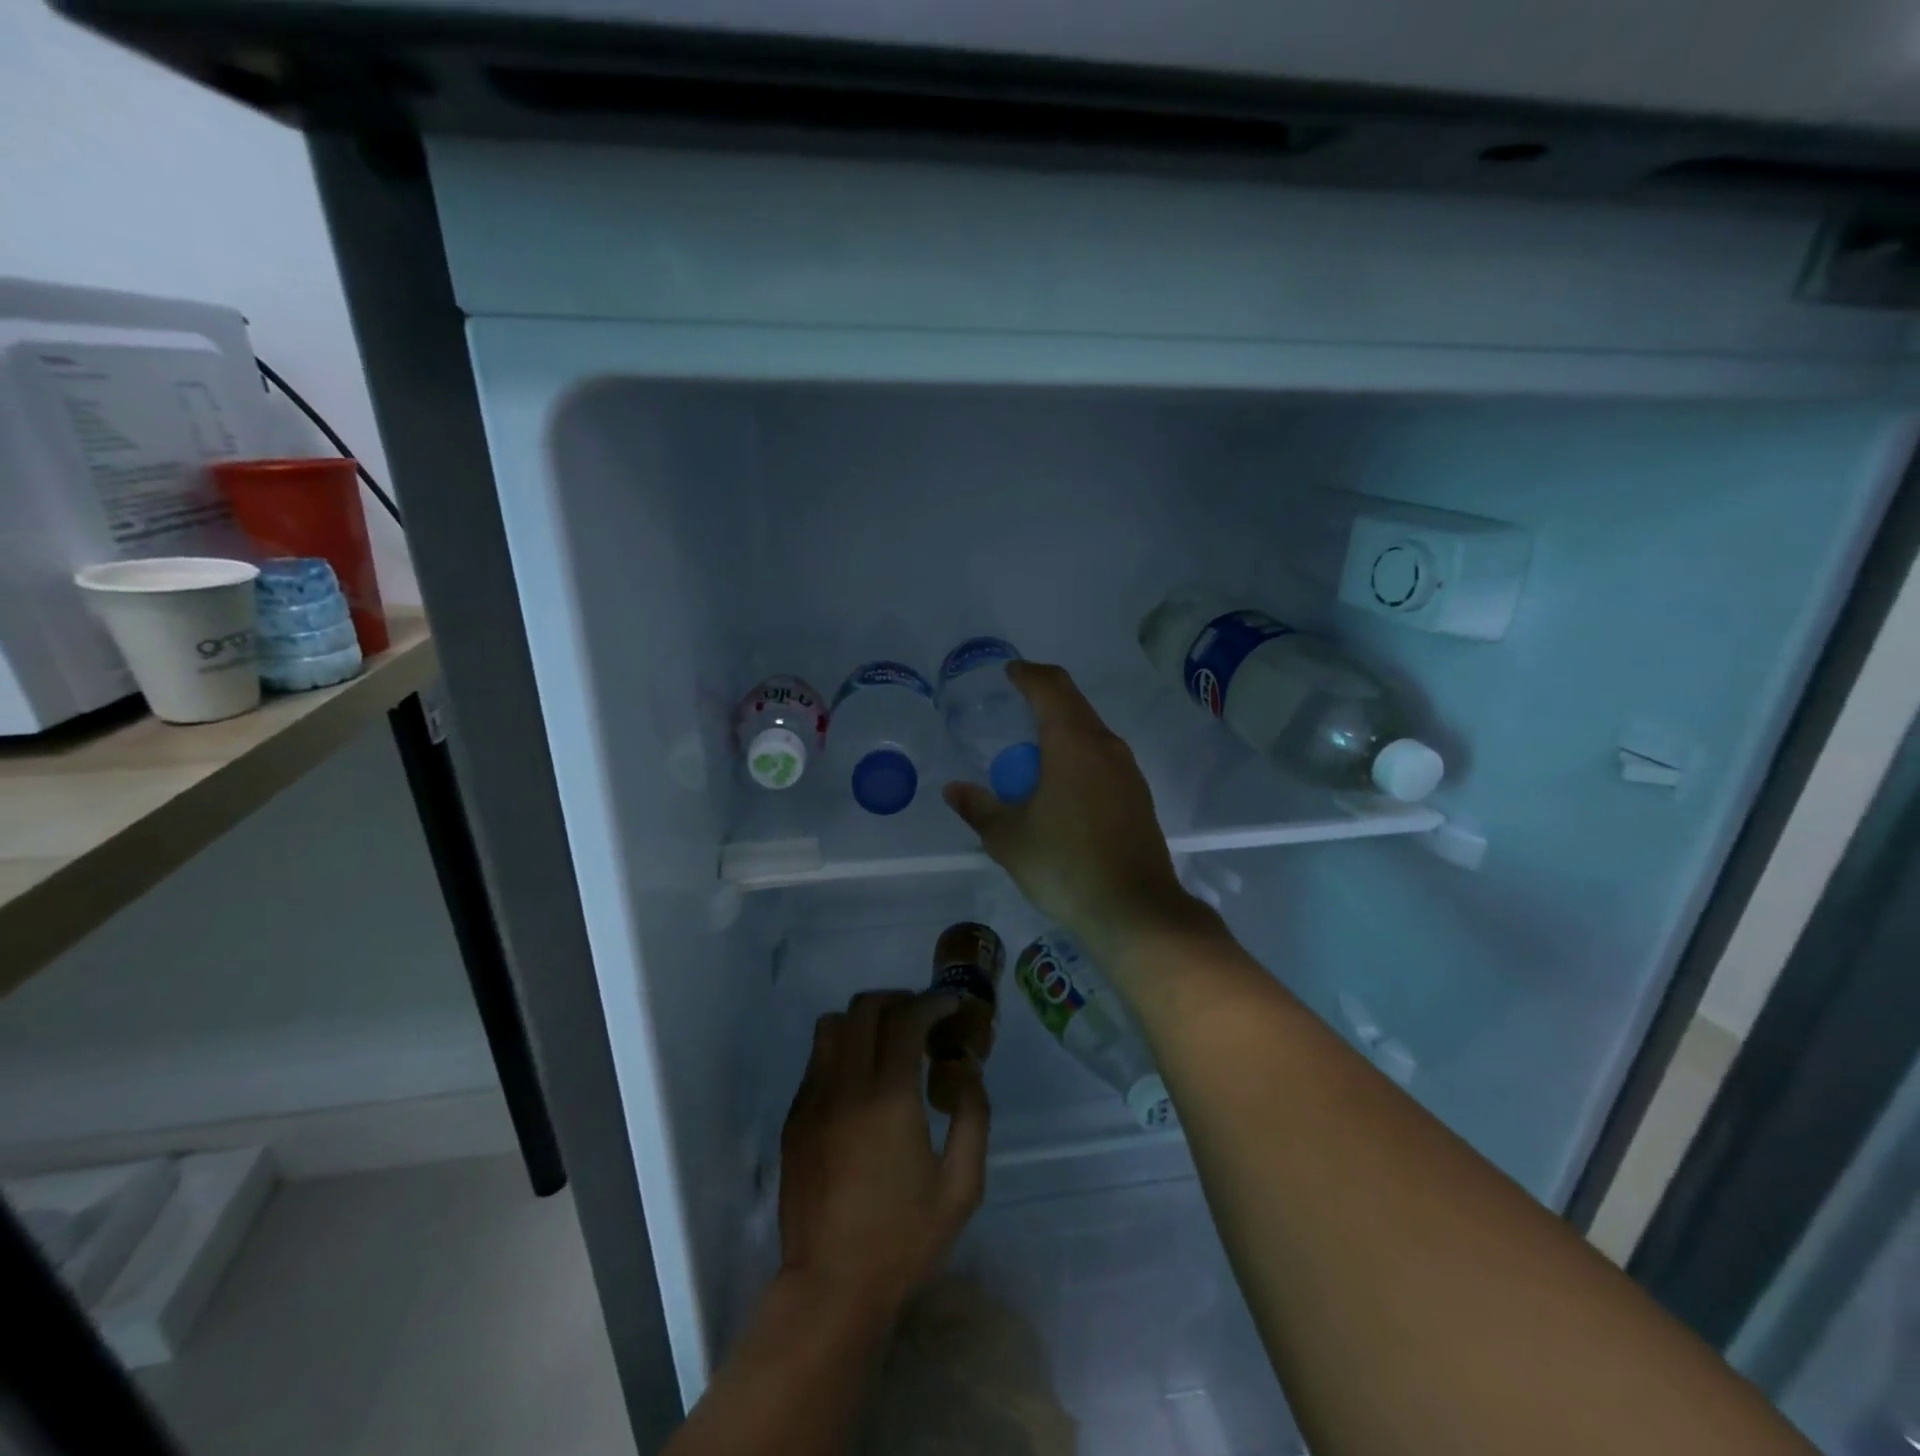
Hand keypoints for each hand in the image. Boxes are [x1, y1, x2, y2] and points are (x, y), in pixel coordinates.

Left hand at [779, 991, 989, 1323]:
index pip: (905, 1019)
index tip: (950, 1006)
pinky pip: (817, 1060)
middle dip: (898, 1001)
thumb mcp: (961, 1187)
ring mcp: (813, 1099)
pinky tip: (861, 1081)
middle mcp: (846, 1086)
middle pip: (865, 1008)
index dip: (931, 1002)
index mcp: (889, 1099)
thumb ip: (973, 1117)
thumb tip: (965, 1068)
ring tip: (889, 1043)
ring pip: (832, 1025)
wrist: (829, 1288)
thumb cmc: (903, 1240)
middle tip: (922, 1020)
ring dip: (864, 1021)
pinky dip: (843, 1050)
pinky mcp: (794, 1118)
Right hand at [943, 662, 1214, 969]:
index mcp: (1073, 743)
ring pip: (1092, 733)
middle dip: (1044, 698)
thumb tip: (954, 790)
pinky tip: (1063, 786)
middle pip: (1074, 704)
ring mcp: (1128, 772)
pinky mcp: (1139, 797)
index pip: (1050, 687)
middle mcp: (1106, 746)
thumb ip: (979, 808)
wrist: (1135, 909)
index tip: (1010, 673)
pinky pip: (1104, 759)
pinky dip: (1079, 756)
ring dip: (1063, 730)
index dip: (1028, 674)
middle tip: (1015, 707)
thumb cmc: (1065, 865)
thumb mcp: (1009, 839)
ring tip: (1034, 752)